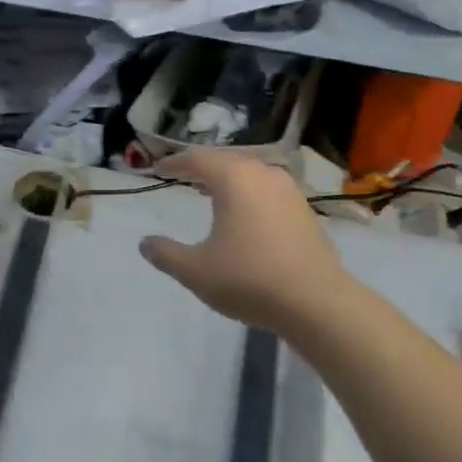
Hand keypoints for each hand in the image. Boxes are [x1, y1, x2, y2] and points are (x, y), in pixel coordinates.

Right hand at [139, 150, 347, 334]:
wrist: (316, 302)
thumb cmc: (248, 279)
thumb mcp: (195, 270)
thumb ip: (165, 254)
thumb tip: (145, 243)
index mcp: (234, 179)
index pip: (198, 159)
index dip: (175, 162)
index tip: (159, 168)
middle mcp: (264, 175)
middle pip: (227, 160)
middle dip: (203, 166)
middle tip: (183, 175)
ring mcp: (290, 192)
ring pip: (252, 174)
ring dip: (229, 178)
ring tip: (212, 191)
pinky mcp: (305, 211)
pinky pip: (268, 190)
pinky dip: (249, 194)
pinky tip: (245, 214)